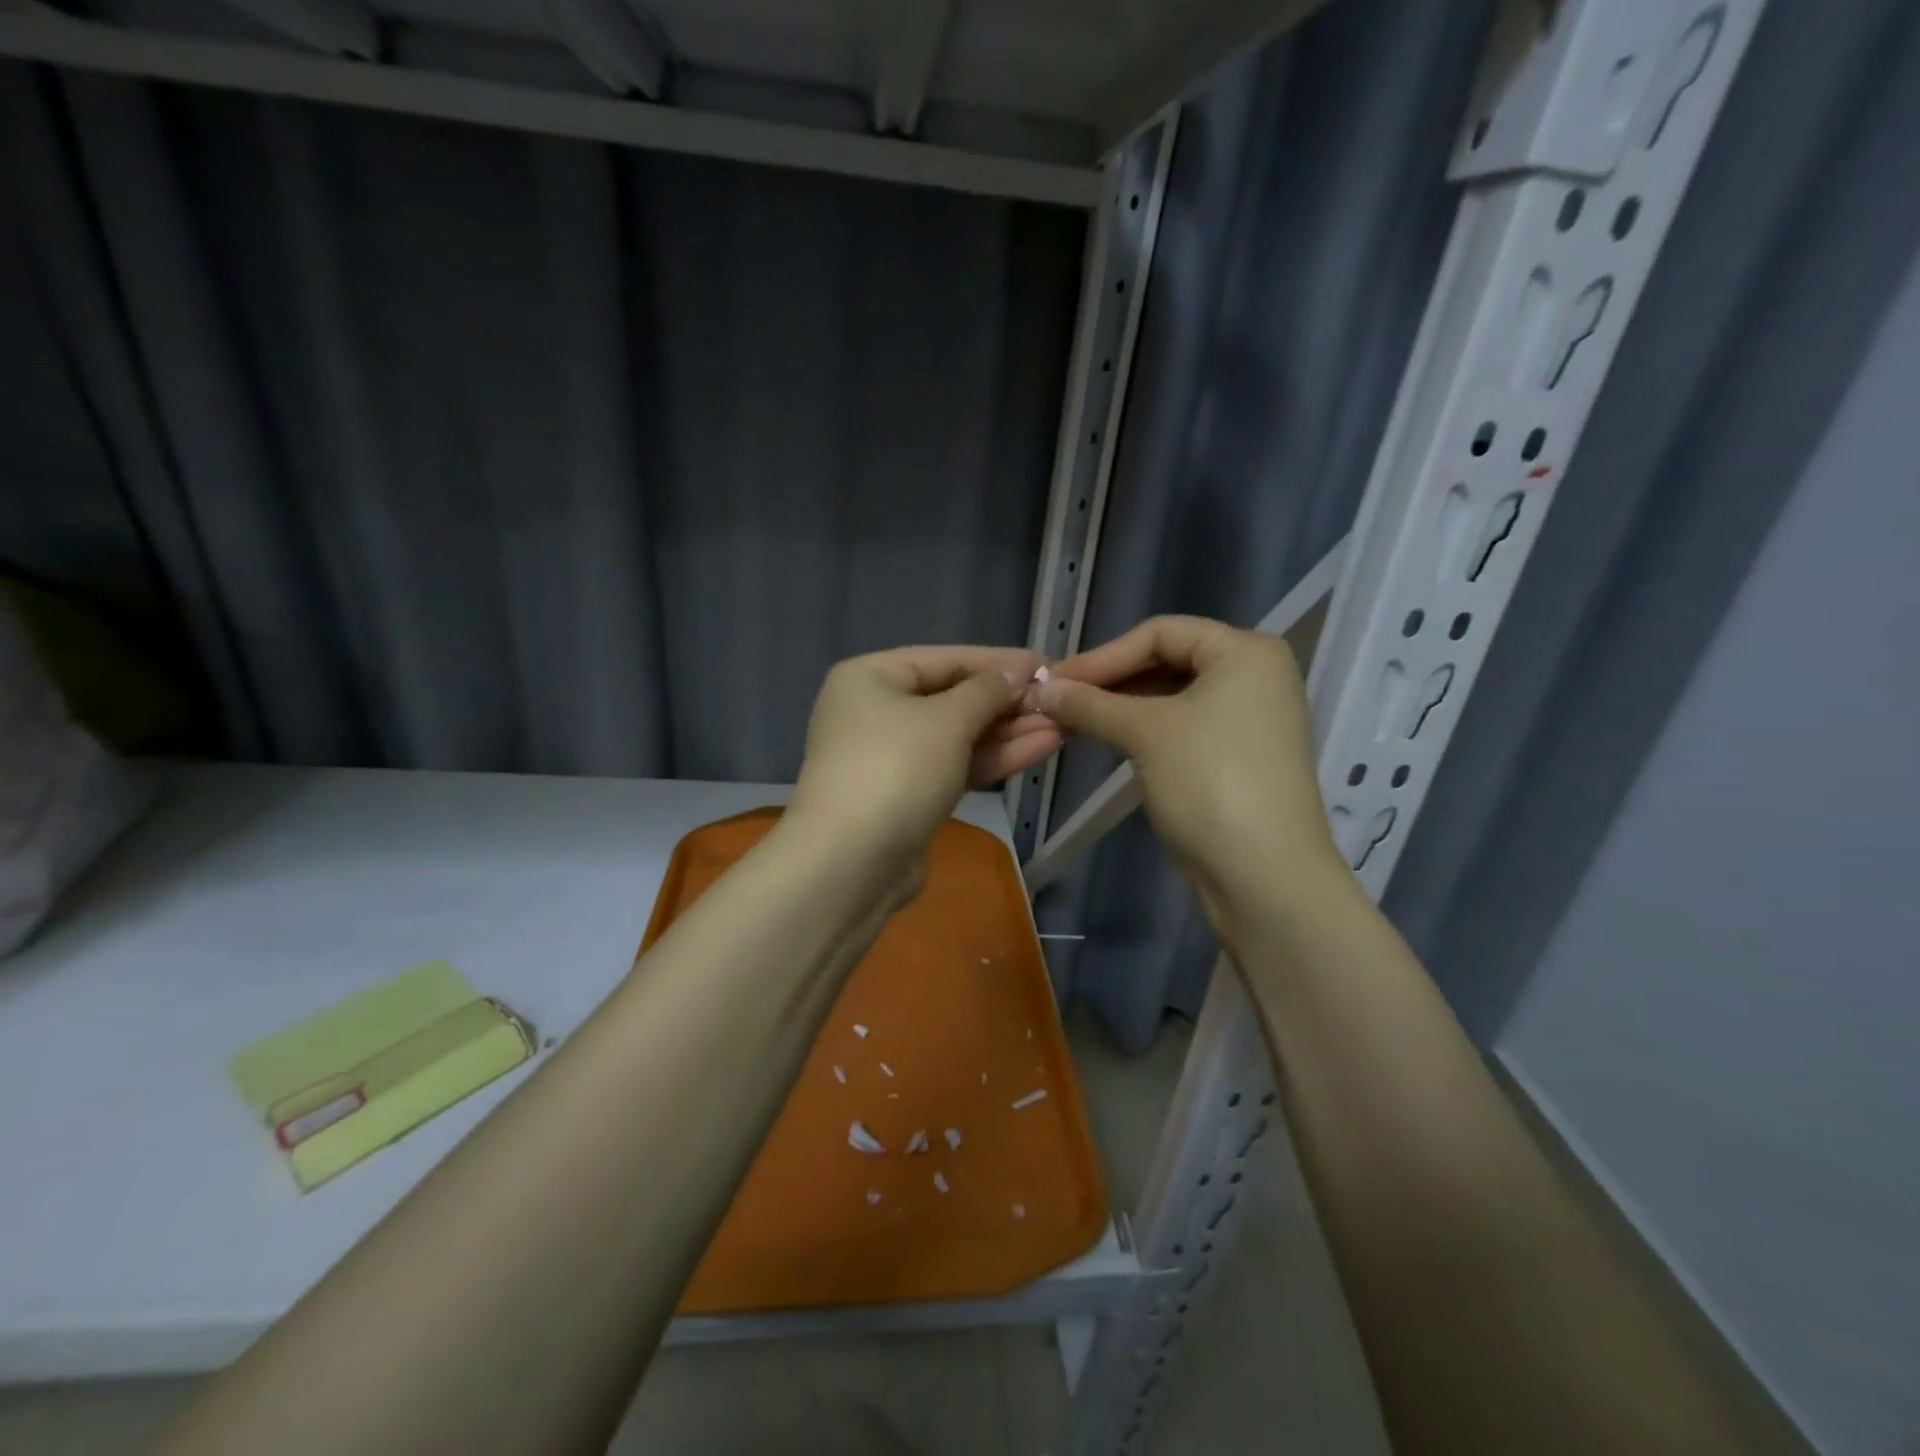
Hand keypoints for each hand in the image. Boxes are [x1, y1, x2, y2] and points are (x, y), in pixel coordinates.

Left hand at [786, 645, 1062, 875]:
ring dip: (1009, 731)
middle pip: (953, 698)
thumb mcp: (947, 720)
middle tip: (1060, 700)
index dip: (999, 662)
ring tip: (1064, 724)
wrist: (852, 864)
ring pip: (959, 736)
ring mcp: (893, 757)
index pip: (945, 659)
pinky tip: (1042, 748)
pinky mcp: (910, 795)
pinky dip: (994, 757)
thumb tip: (1018, 671)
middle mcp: (877, 712)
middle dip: (1008, 702)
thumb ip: (988, 691)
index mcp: (870, 678)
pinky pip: (957, 765)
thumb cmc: (895, 769)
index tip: (1046, 663)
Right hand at [1029, 616, 1341, 907]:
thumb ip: (1090, 704)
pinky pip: (1183, 728)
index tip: (1055, 681)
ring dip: (1121, 708)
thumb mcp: (1145, 733)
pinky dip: (1143, 732)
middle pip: (1168, 661)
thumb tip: (1041, 690)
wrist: (1264, 876)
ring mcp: (1250, 720)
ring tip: (1073, 722)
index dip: (1103, 655)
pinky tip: (1107, 741)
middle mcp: (1255, 676)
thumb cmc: (1210, 782)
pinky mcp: (1238, 758)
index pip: (1161, 632)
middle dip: (1110, 682)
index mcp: (1246, 651)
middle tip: (1059, 701)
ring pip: (1172, 698)